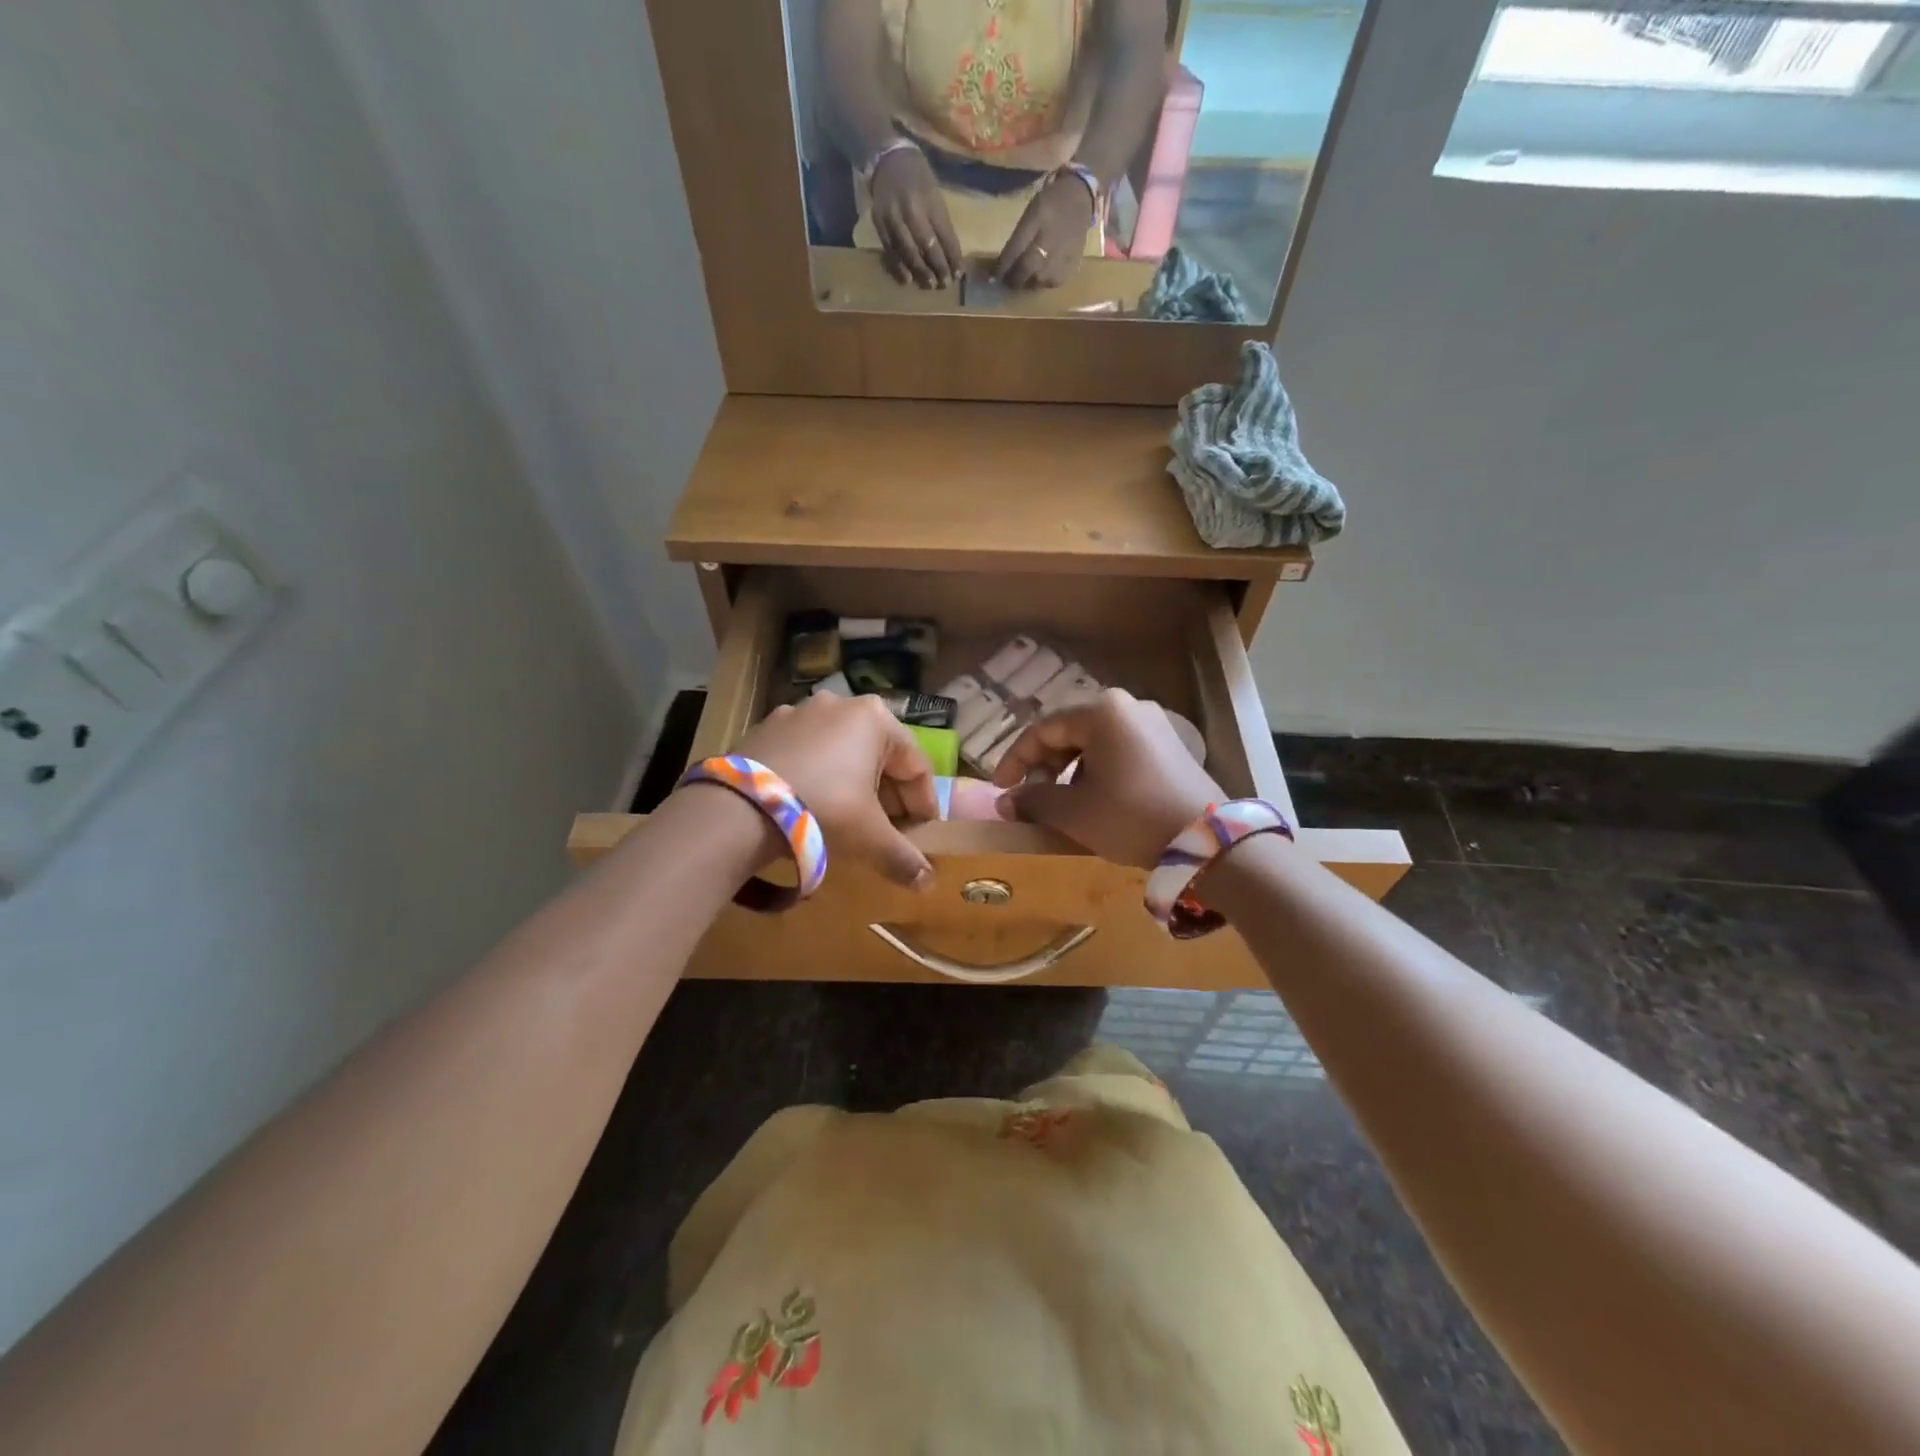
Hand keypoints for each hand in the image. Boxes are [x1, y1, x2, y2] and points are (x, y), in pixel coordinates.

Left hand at [734, 694, 940, 887]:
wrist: (739, 807)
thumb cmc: (823, 809)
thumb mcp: (870, 837)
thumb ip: (904, 858)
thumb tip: (928, 884)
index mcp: (875, 718)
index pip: (916, 765)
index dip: (924, 803)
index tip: (922, 833)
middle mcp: (841, 704)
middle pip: (880, 755)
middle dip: (889, 794)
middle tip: (888, 829)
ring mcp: (800, 711)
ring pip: (843, 751)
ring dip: (855, 784)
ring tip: (850, 819)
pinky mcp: (768, 727)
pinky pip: (808, 751)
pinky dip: (820, 775)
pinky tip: (811, 803)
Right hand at [870, 147, 961, 288]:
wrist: (887, 158)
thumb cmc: (918, 177)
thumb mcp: (935, 194)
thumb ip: (941, 223)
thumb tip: (950, 254)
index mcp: (930, 201)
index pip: (945, 236)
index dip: (953, 258)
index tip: (959, 274)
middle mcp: (912, 210)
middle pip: (928, 247)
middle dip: (939, 268)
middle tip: (945, 284)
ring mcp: (894, 217)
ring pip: (909, 252)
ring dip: (921, 272)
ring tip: (930, 285)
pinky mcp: (880, 223)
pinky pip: (890, 250)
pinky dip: (899, 267)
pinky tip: (908, 279)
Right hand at [990, 690, 1223, 868]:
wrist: (1208, 842)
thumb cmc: (1131, 817)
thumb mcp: (1074, 812)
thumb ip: (1033, 801)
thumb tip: (1005, 802)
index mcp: (1101, 712)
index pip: (1042, 729)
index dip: (1015, 760)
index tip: (1000, 789)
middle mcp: (1128, 706)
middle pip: (1069, 731)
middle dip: (1044, 764)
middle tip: (1031, 796)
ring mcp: (1153, 724)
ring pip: (1094, 741)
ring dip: (1070, 769)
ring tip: (1062, 802)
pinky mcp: (1170, 745)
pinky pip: (1119, 749)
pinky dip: (1098, 770)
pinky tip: (1096, 799)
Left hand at [993, 173, 1094, 289]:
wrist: (1081, 200)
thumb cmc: (1050, 204)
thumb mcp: (1031, 211)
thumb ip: (1017, 237)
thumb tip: (1003, 266)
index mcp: (1038, 219)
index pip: (1013, 251)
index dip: (1001, 268)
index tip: (991, 279)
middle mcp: (1050, 240)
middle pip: (1025, 270)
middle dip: (1013, 278)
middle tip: (1007, 280)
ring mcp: (1062, 256)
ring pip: (1036, 281)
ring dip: (1027, 282)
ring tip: (1025, 277)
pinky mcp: (1071, 267)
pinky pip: (1050, 284)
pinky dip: (1042, 282)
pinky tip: (1042, 274)